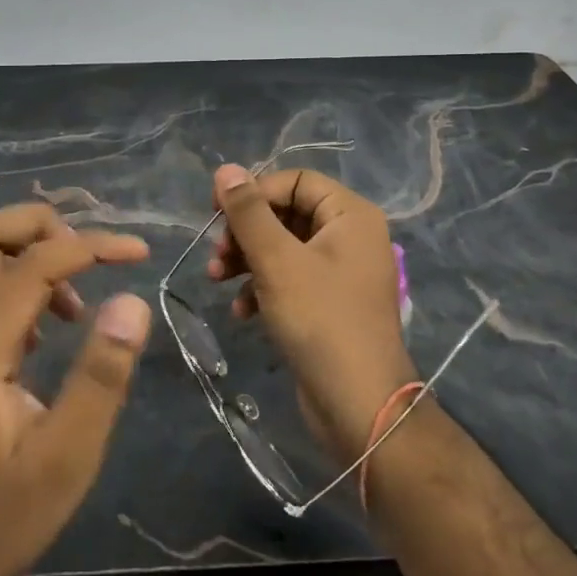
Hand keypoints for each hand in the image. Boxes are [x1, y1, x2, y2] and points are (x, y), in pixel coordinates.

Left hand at [0, 205, 151, 575]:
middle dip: (40, 224)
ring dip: (32, 252)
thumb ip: (101, 376)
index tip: (139, 254)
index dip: (90, 245)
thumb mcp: (67, 457)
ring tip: (81, 296)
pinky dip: (25, 282)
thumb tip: (132, 300)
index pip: (32, 264)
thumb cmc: (3, 519)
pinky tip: (59, 325)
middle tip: (90, 252)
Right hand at [206, 165, 418, 464]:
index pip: (294, 180)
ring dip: (247, 259)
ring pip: (284, 247)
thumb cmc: (320, 320)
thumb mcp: (277, 260)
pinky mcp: (330, 304)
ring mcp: (342, 271)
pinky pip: (291, 279)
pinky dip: (264, 287)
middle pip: (287, 212)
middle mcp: (350, 235)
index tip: (216, 214)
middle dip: (246, 232)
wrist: (360, 406)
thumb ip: (249, 212)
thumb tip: (226, 169)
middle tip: (216, 255)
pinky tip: (242, 312)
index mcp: (350, 214)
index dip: (254, 192)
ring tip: (217, 280)